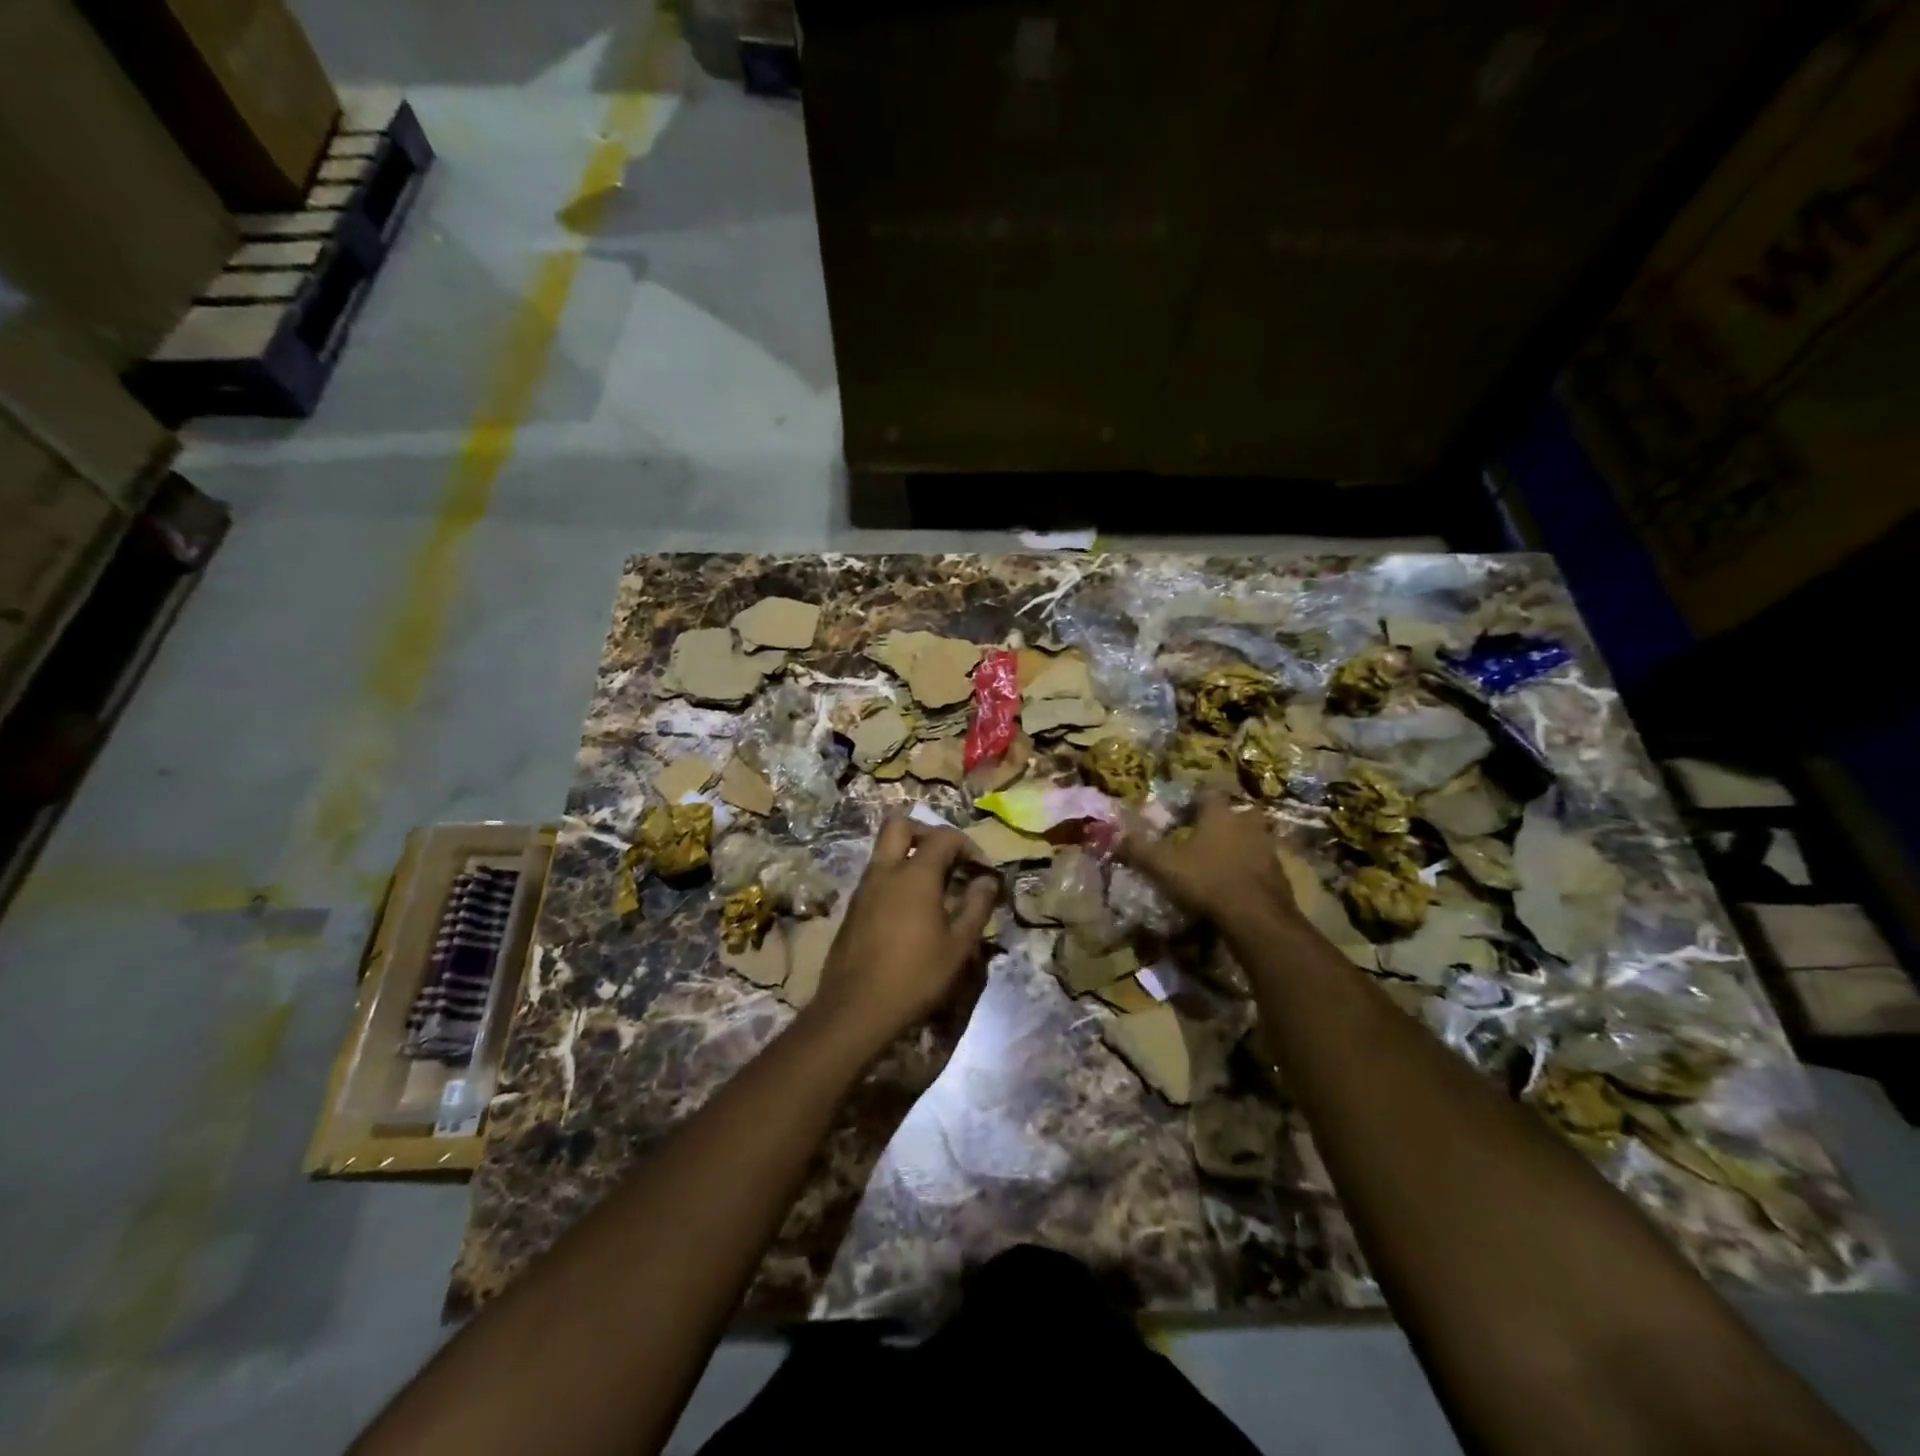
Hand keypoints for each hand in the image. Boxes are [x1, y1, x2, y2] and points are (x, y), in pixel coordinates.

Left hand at [805, 817, 1000, 1053]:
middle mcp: (885, 872)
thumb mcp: (958, 946)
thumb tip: (988, 881)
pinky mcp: (853, 909)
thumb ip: (976, 906)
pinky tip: (911, 912)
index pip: (943, 837)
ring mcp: (864, 889)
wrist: (855, 1010)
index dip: (968, 846)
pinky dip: (896, 878)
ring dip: (910, 856)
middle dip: (927, 833)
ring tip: (935, 889)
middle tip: (947, 859)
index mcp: (914, 875)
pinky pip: (877, 876)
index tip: (982, 870)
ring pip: (884, 851)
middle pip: (900, 826)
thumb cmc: (915, 977)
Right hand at [1120, 795, 1298, 928]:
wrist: (1256, 916)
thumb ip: (1139, 849)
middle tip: (1208, 831)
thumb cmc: (1206, 880)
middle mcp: (1247, 823)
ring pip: (1253, 835)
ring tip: (1223, 857)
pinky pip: (1262, 862)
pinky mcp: (1280, 872)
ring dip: (1241, 842)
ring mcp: (1268, 847)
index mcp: (1219, 814)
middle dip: (1225, 818)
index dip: (1195, 798)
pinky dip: (1251, 867)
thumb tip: (1117, 836)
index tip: (1184, 809)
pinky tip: (1238, 881)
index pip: (1208, 792)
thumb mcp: (1163, 866)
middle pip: (1238, 811)